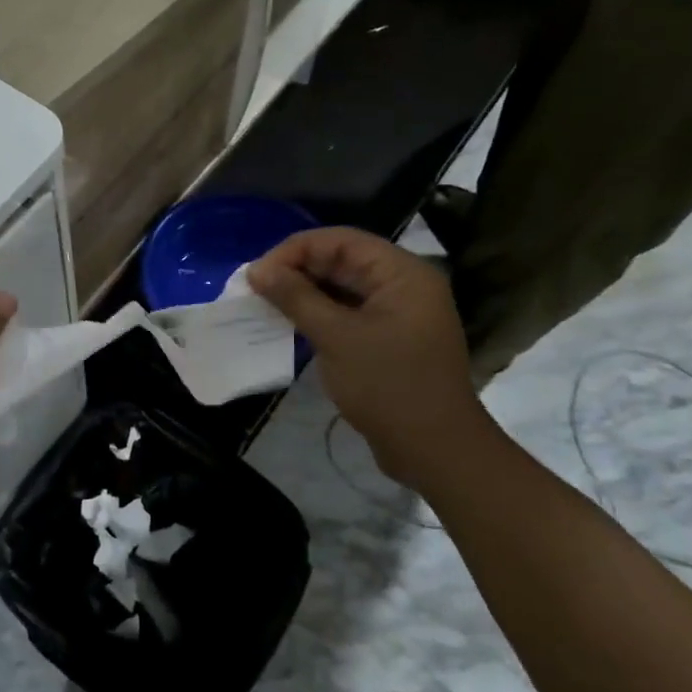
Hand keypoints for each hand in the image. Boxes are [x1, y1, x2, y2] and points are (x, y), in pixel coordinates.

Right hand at [247, 229, 495, 485]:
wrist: (435, 450)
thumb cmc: (388, 386)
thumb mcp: (336, 337)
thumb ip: (296, 297)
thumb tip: (257, 269)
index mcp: (402, 273)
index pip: (341, 241)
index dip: (295, 250)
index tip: (258, 274)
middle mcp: (404, 285)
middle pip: (342, 260)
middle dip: (297, 270)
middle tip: (256, 290)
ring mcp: (399, 313)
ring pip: (343, 287)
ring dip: (305, 293)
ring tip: (266, 305)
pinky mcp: (390, 338)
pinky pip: (349, 312)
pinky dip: (320, 314)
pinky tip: (290, 324)